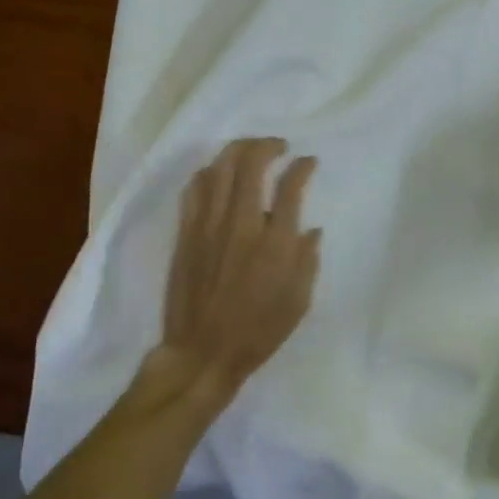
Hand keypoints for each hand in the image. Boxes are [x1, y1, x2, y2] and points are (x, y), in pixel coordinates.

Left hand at [145, 138, 320, 411]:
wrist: (203, 352)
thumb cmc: (258, 331)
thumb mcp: (299, 301)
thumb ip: (307, 259)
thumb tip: (311, 229)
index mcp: (275, 243)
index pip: (290, 186)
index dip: (303, 166)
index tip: (308, 162)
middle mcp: (242, 225)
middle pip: (251, 163)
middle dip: (268, 145)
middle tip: (278, 147)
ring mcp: (209, 226)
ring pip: (220, 168)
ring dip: (237, 150)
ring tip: (250, 151)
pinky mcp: (187, 233)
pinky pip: (195, 189)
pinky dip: (210, 173)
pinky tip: (218, 175)